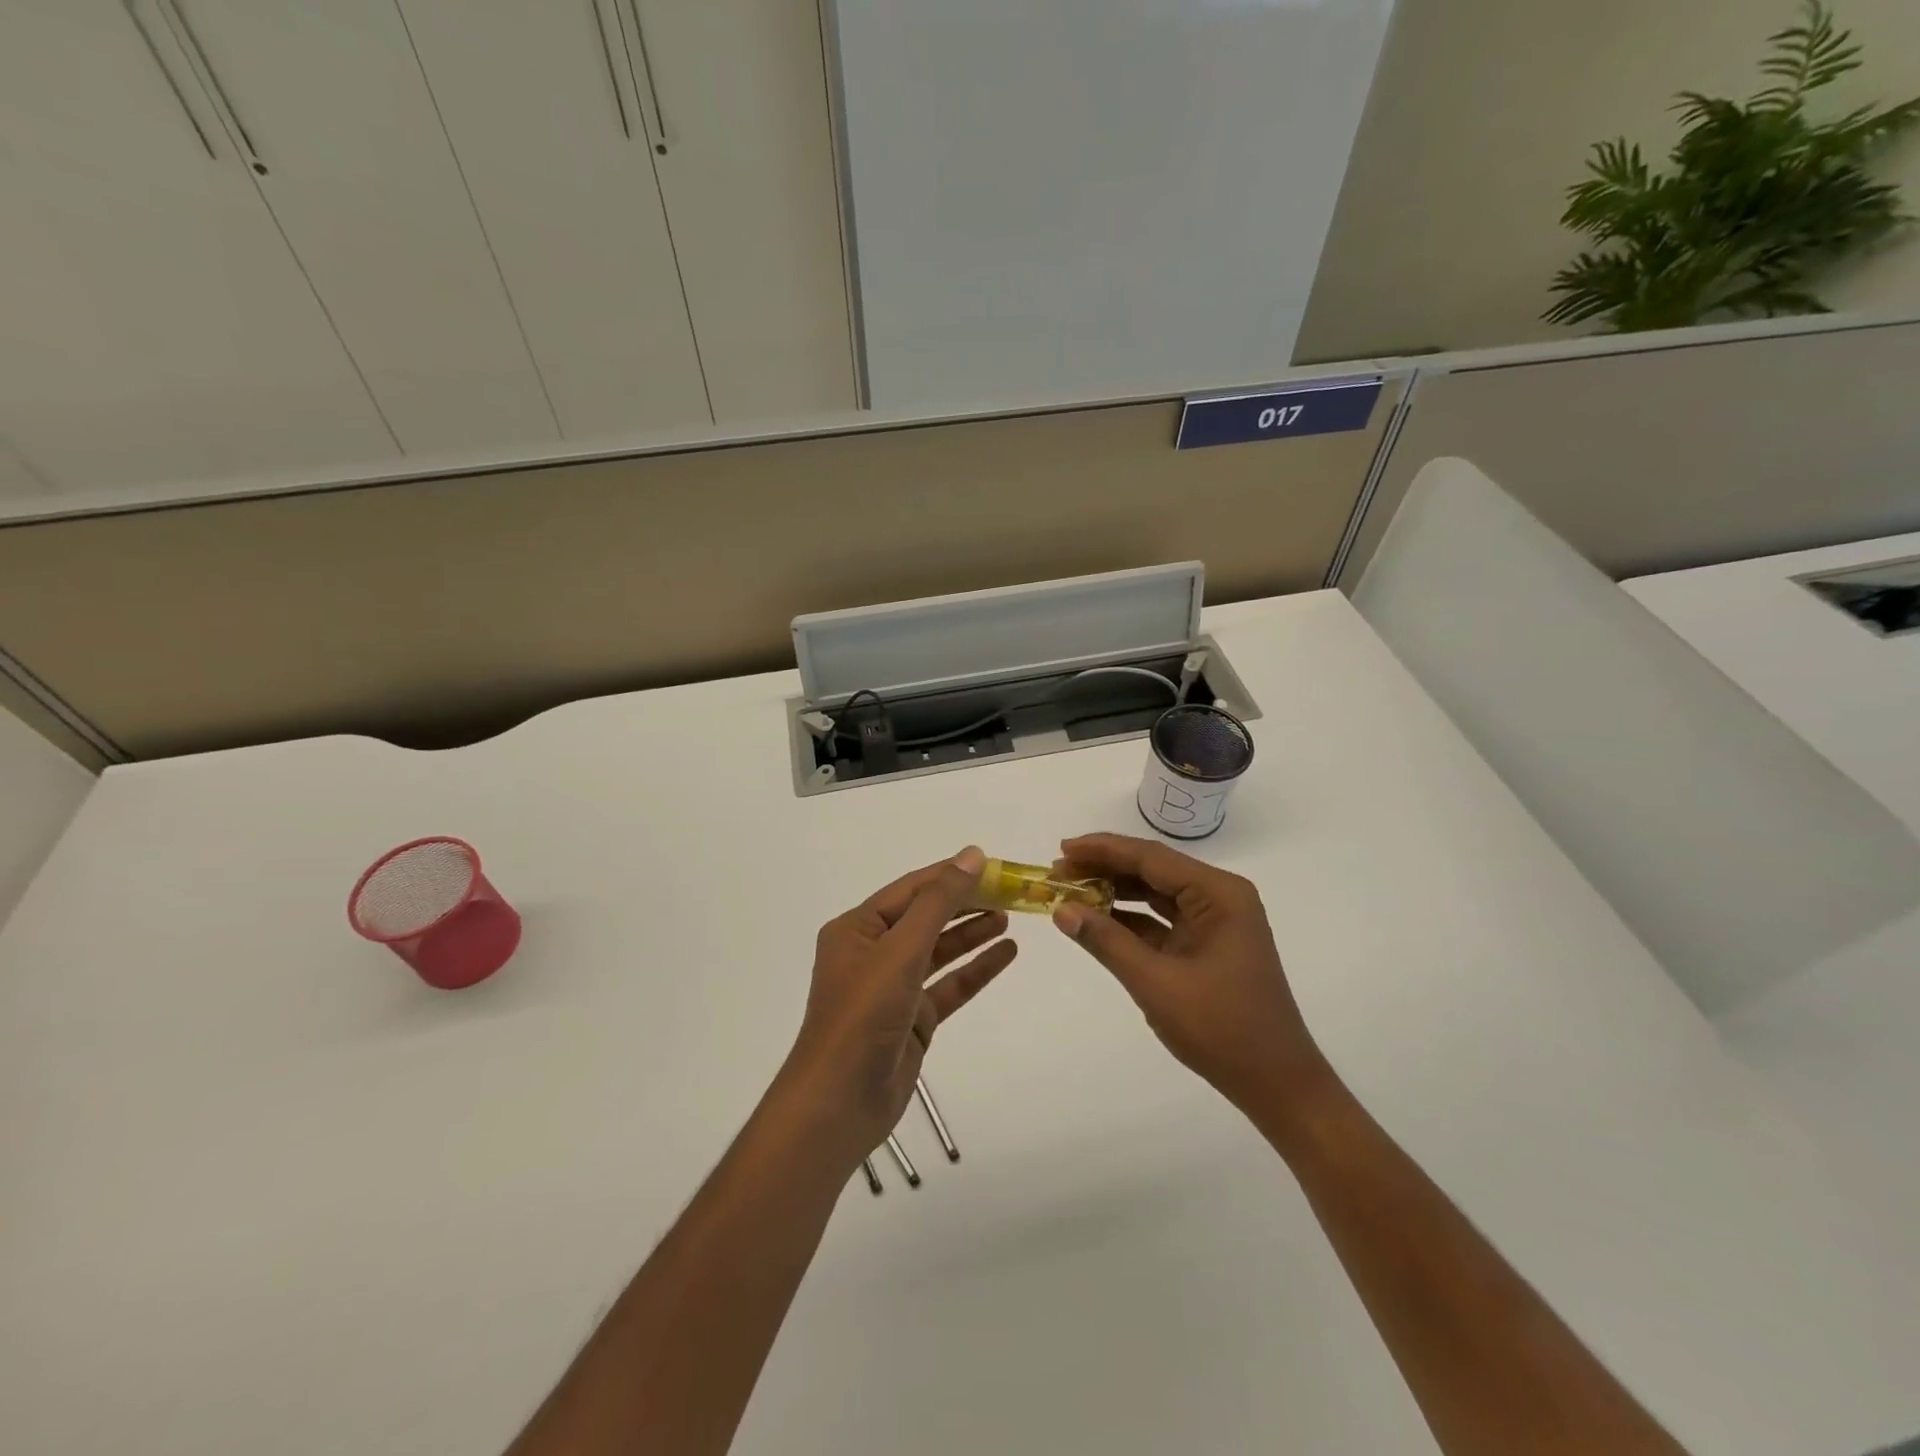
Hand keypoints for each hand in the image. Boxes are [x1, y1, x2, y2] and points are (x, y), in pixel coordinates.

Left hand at [780, 847, 1014, 1165]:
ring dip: (972, 933)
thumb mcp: (900, 950)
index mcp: (857, 929)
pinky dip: (976, 969)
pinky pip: (948, 985)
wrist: (840, 1103)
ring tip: (1009, 916)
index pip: (911, 889)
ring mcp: (893, 987)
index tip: (992, 864)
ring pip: (939, 950)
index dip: (950, 874)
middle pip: (926, 917)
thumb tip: (971, 855)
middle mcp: (873, 952)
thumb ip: (938, 902)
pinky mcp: (912, 1019)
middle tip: (1009, 891)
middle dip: (965, 903)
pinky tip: (1006, 954)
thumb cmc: (863, 1016)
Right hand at [1051, 833, 1324, 1110]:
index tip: (1061, 848)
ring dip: (1114, 892)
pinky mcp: (1207, 945)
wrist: (1276, 1083)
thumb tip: (1062, 910)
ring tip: (1070, 891)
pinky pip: (1161, 920)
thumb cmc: (1222, 1028)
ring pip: (1155, 893)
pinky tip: (1097, 920)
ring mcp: (1215, 922)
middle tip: (1058, 871)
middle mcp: (1219, 897)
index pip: (1151, 857)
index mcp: (1218, 894)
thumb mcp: (1155, 983)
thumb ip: (1106, 941)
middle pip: (1152, 870)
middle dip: (1104, 868)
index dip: (1103, 850)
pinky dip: (1129, 919)